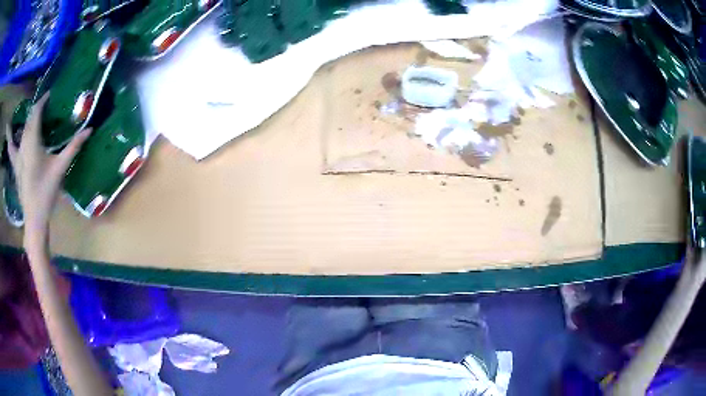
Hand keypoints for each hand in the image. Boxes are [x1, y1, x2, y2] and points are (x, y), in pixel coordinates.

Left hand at [5, 93, 91, 238]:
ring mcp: (18, 156)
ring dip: (27, 119)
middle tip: (45, 105)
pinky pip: (11, 147)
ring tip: (33, 114)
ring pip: (22, 130)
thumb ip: (73, 147)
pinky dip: (10, 138)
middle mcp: (23, 145)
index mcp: (33, 143)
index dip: (42, 101)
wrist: (34, 218)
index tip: (50, 95)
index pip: (36, 114)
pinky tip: (7, 131)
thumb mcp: (60, 169)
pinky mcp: (16, 165)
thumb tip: (89, 129)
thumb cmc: (46, 193)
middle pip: (28, 120)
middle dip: (36, 109)